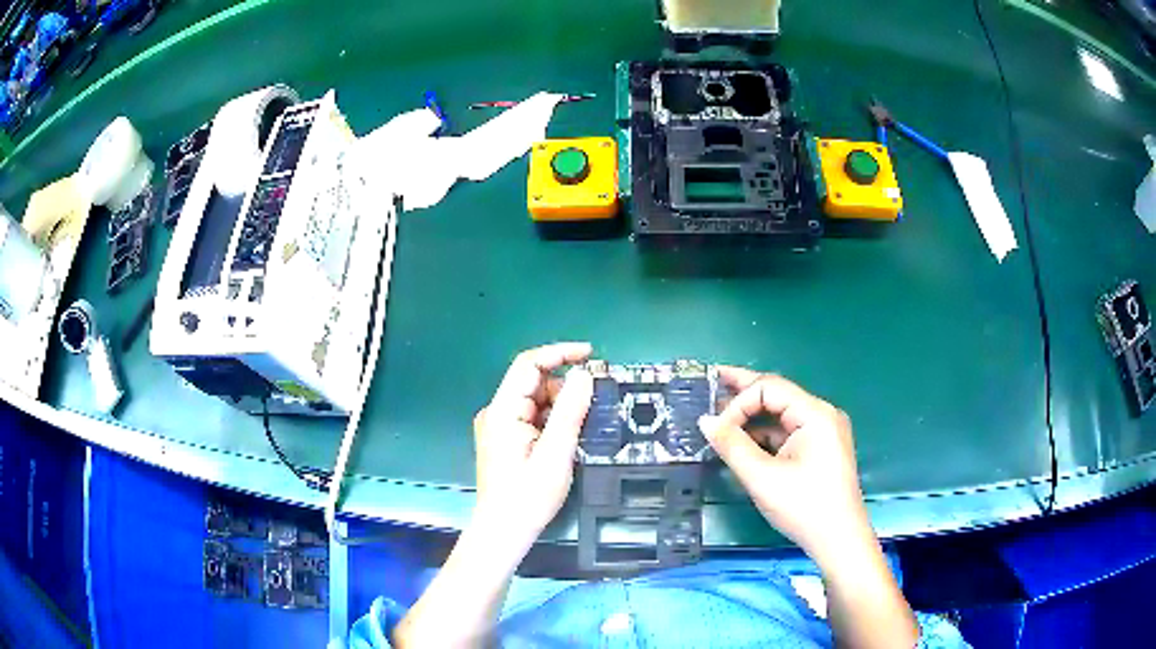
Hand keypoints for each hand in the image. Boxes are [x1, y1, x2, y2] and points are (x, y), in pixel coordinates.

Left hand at [471, 343, 593, 549]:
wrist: (503, 531)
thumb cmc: (528, 497)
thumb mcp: (555, 453)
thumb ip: (570, 411)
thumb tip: (584, 375)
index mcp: (502, 411)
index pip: (528, 365)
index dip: (559, 353)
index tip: (591, 355)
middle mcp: (496, 412)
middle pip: (532, 383)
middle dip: (564, 387)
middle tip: (594, 404)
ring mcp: (498, 426)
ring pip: (534, 401)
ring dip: (560, 406)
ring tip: (583, 428)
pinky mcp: (504, 440)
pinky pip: (531, 417)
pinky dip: (552, 420)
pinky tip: (567, 438)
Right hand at [699, 367, 870, 564]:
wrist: (838, 541)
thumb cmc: (803, 508)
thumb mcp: (762, 478)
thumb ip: (732, 445)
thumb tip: (704, 420)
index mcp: (815, 414)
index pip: (769, 388)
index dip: (739, 402)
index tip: (716, 429)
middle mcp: (822, 414)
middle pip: (778, 394)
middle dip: (744, 392)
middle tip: (711, 381)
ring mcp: (823, 432)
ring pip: (781, 415)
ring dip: (752, 417)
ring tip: (720, 416)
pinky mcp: (820, 449)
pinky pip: (788, 432)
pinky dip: (765, 435)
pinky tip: (743, 440)